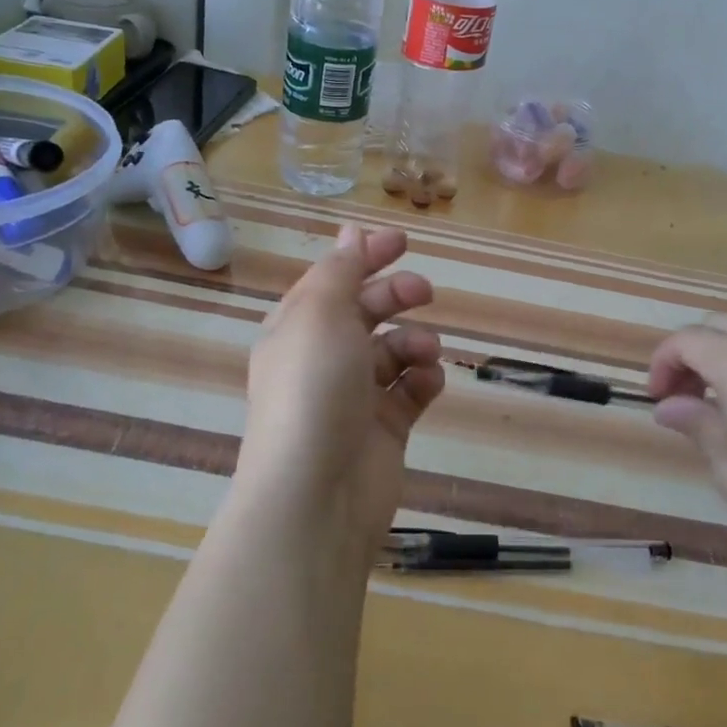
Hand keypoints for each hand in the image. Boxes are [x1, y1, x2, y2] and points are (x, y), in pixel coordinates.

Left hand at [235, 224, 444, 553]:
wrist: (315, 495)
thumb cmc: (312, 390)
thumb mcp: (320, 315)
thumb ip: (340, 270)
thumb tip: (350, 232)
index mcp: (298, 328)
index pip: (333, 280)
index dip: (364, 256)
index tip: (402, 241)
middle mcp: (323, 358)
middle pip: (367, 310)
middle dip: (397, 295)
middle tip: (424, 291)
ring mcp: (354, 395)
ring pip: (394, 349)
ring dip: (416, 340)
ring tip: (425, 352)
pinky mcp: (384, 428)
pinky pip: (411, 389)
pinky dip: (423, 379)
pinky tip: (428, 382)